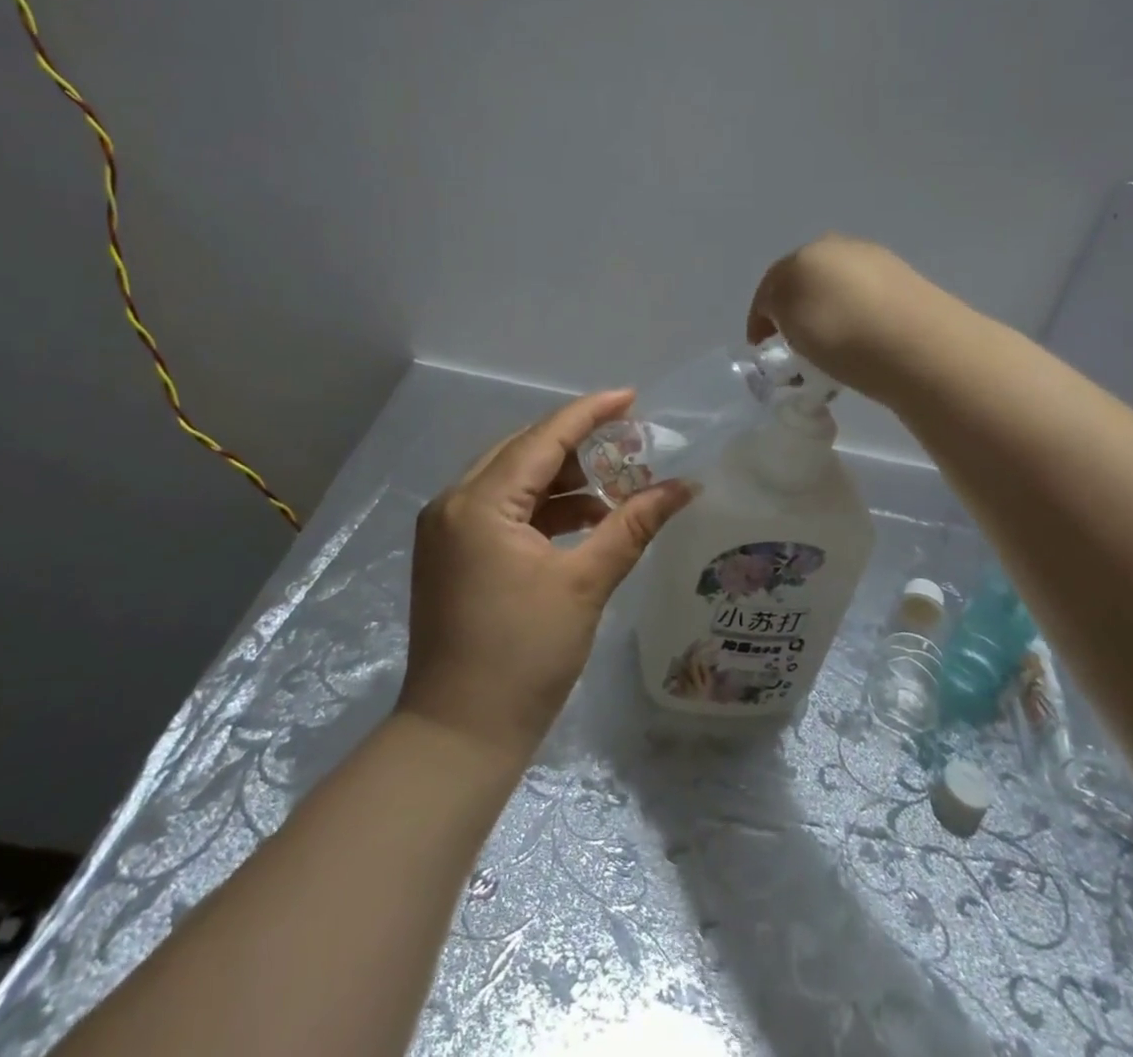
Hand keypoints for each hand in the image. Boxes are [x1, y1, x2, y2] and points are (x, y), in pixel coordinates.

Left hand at [398, 390, 696, 761]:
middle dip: (577, 444)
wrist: (458, 735)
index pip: (542, 439)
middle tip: (628, 440)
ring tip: (615, 482)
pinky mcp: (452, 554)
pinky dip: (542, 508)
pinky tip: (584, 518)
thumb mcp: (585, 584)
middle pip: (522, 452)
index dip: (589, 414)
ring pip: (511, 480)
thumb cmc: (524, 657)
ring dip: (561, 479)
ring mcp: (447, 529)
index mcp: (478, 503)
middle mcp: (453, 503)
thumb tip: (685, 486)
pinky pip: (502, 510)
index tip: (631, 398)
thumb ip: (632, 525)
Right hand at [746, 234, 936, 397]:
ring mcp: (878, 262)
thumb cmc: (841, 334)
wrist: (920, 346)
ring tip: (828, 351)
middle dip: (794, 311)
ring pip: (837, 290)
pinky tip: (859, 345)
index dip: (760, 316)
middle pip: (805, 281)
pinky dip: (854, 321)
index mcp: (805, 252)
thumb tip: (786, 311)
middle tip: (793, 346)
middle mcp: (840, 247)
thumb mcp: (789, 323)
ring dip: (826, 316)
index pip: (771, 284)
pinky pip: (866, 303)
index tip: (761, 347)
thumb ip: (776, 309)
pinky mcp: (907, 283)